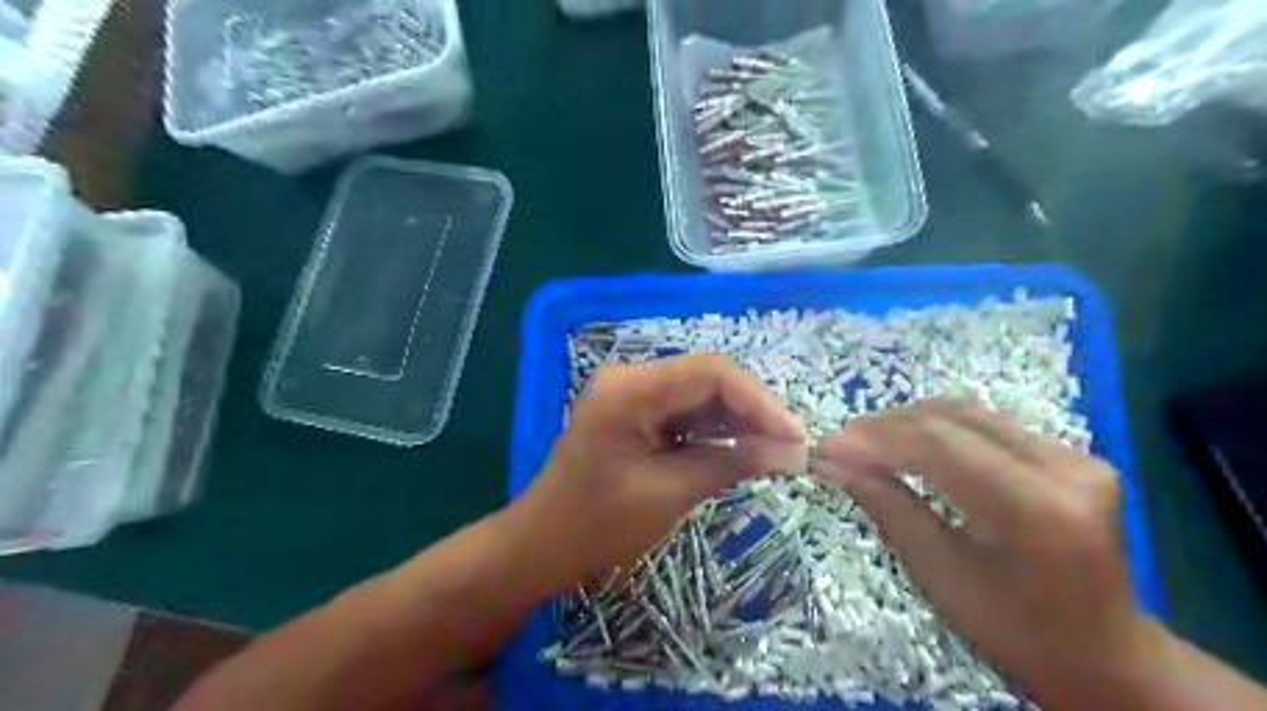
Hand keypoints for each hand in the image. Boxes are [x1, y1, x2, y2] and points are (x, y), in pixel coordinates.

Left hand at [503, 354, 799, 593]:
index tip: (794, 437)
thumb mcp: (670, 493)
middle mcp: (632, 378)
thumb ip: (731, 463)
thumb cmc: (598, 524)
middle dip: (752, 412)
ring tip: (775, 452)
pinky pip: (686, 413)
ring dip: (737, 422)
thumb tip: (792, 451)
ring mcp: (632, 394)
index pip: (711, 373)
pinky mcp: (637, 414)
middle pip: (708, 380)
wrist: (542, 545)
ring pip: (701, 396)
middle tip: (790, 448)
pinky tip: (741, 452)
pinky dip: (715, 432)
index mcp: (631, 388)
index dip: (759, 402)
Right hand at [812, 399, 1154, 703]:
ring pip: (968, 413)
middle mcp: (1065, 468)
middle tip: (841, 444)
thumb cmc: (1013, 631)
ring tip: (866, 442)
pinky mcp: (1070, 453)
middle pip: (953, 419)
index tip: (826, 447)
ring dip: (908, 422)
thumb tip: (832, 463)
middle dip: (886, 426)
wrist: (1103, 654)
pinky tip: (909, 445)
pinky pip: (986, 424)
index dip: (875, 439)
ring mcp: (1074, 455)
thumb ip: (887, 507)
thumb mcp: (939, 575)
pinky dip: (937, 429)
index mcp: (1035, 511)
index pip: (939, 446)